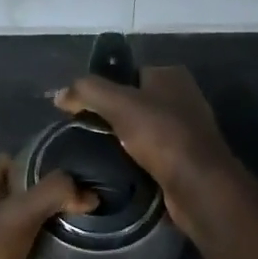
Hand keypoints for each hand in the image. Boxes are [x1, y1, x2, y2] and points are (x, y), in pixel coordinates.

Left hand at [0, 155, 95, 258]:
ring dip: (52, 248)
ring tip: (88, 240)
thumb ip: (55, 194)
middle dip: (49, 205)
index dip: (28, 160)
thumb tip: (89, 194)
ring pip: (27, 249)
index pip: (1, 167)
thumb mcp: (19, 212)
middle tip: (87, 202)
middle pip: (19, 208)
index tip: (64, 163)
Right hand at [54, 66, 236, 224]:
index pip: (128, 73)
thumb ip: (87, 91)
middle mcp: (182, 97)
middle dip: (110, 116)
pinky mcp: (184, 158)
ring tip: (95, 151)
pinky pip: (150, 152)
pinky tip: (117, 167)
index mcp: (171, 75)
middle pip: (134, 101)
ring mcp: (186, 129)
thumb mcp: (118, 104)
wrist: (198, 185)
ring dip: (121, 140)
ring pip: (141, 129)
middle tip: (83, 132)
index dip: (103, 87)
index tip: (80, 107)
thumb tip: (59, 94)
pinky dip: (134, 159)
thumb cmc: (161, 135)